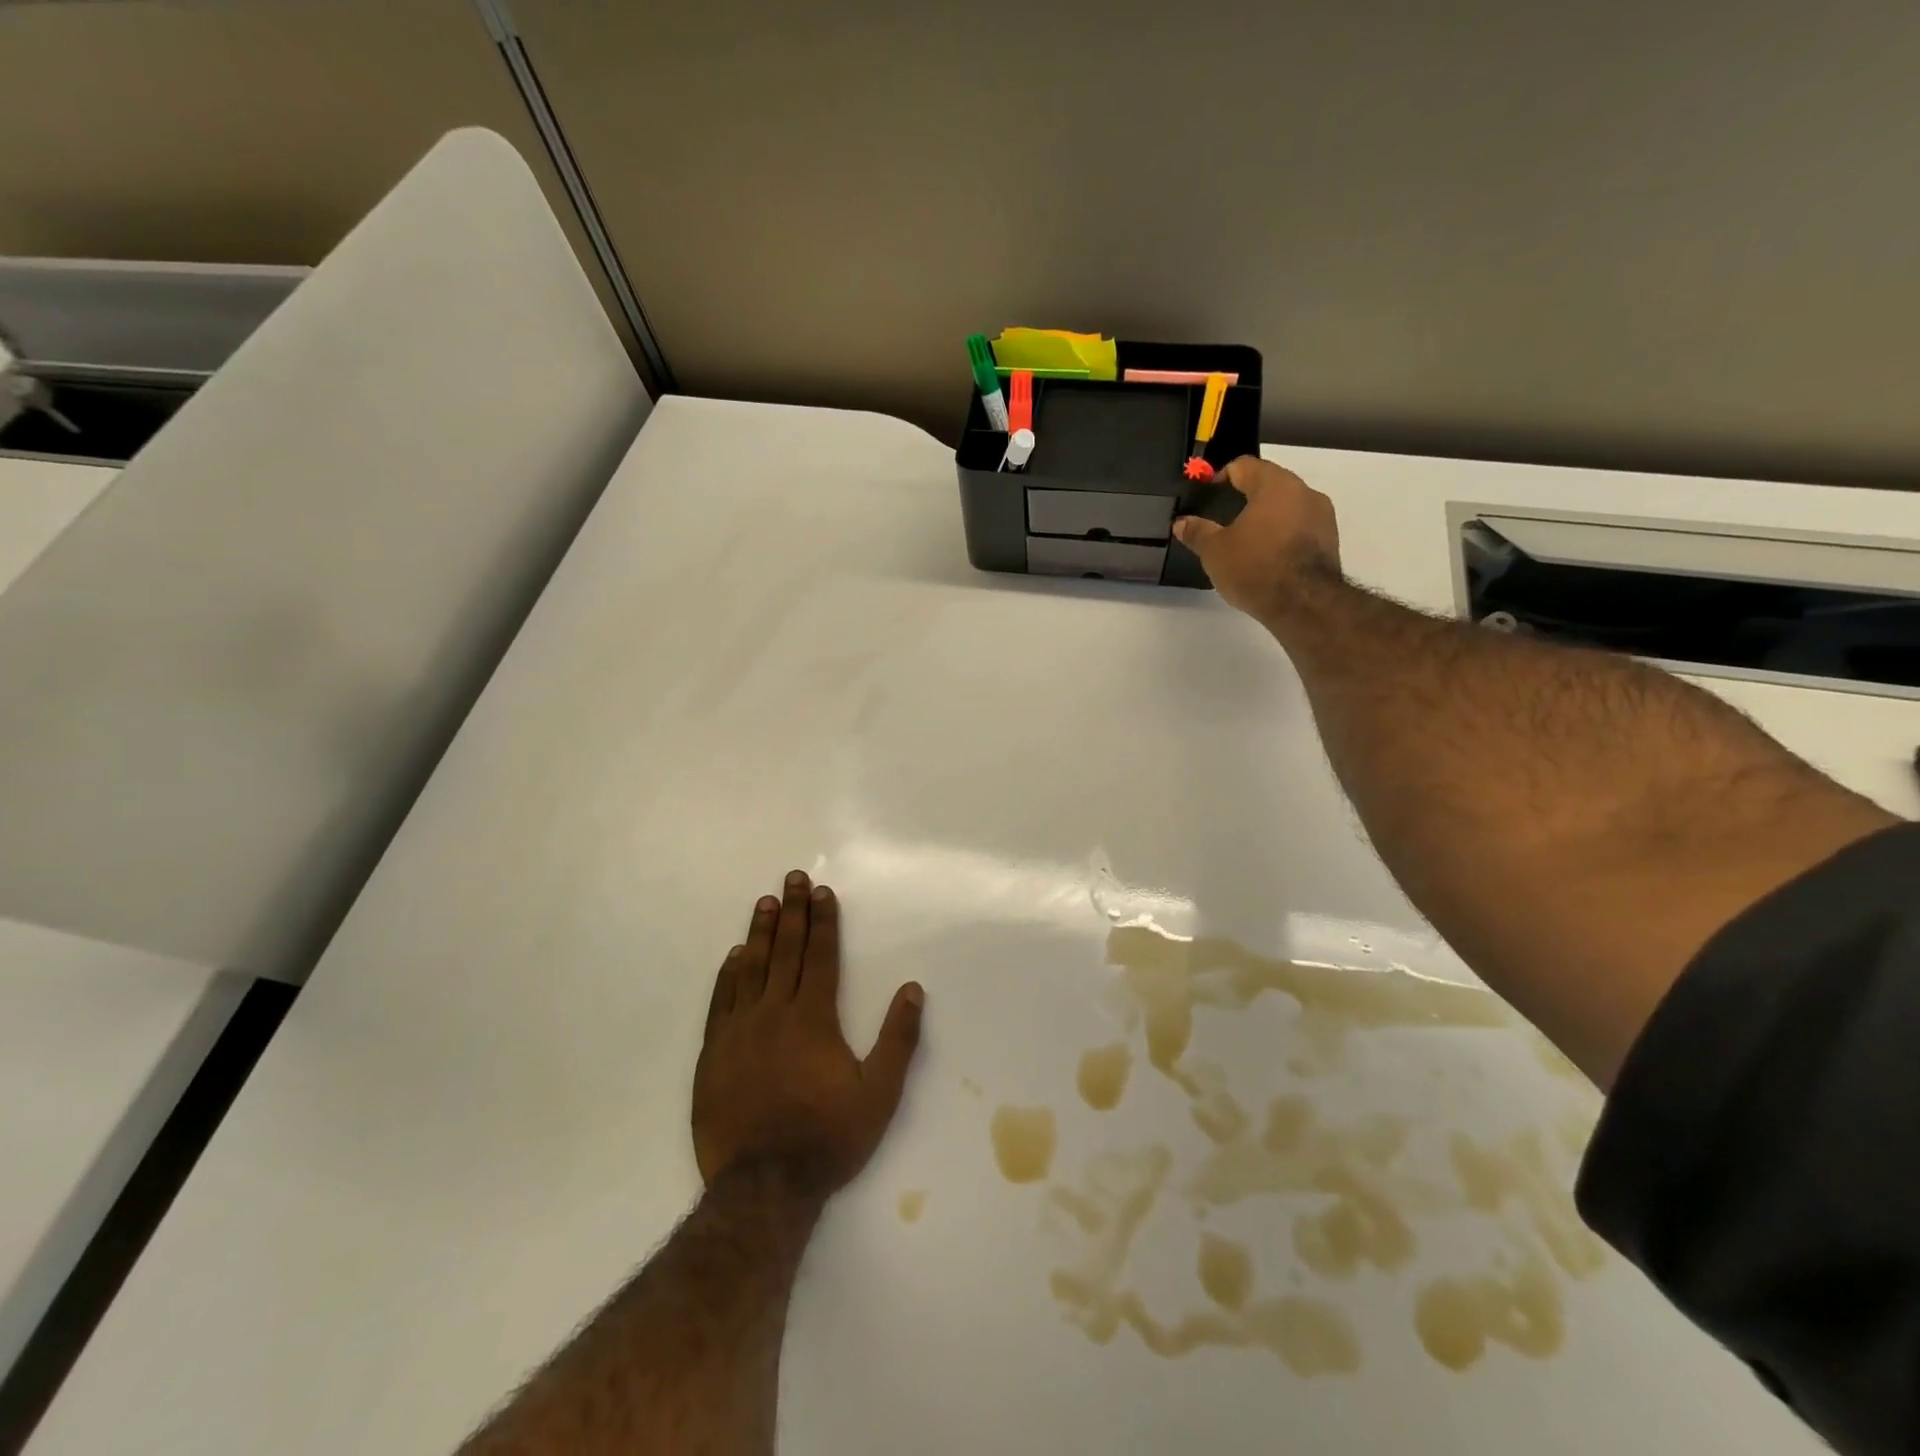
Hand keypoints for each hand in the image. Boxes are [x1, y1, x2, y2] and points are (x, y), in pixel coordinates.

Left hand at [693, 871, 924, 1197]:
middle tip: (792, 878)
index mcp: (814, 1018)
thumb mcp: (879, 1094)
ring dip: (760, 932)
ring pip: (751, 968)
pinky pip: (720, 1001)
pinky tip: (734, 956)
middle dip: (793, 912)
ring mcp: (739, 1031)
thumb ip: (898, 1039)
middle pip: (786, 951)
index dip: (823, 921)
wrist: (763, 1187)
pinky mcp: (713, 1053)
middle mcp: (775, 1012)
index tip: (822, 892)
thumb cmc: (828, 1138)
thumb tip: (913, 989)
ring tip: (765, 902)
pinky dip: (728, 974)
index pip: (821, 956)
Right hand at [1173, 456, 1341, 625]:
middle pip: (1269, 484)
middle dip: (1246, 498)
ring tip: (1246, 542)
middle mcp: (1304, 491)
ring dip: (1267, 517)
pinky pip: (1300, 527)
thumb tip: (1181, 522)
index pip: (1244, 466)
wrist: (1304, 603)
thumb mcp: (1215, 551)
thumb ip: (1198, 532)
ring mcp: (1322, 515)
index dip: (1221, 477)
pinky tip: (1267, 557)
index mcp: (1274, 484)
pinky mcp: (1330, 540)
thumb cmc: (1255, 567)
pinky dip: (1283, 535)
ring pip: (1287, 506)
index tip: (1208, 495)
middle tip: (1224, 520)